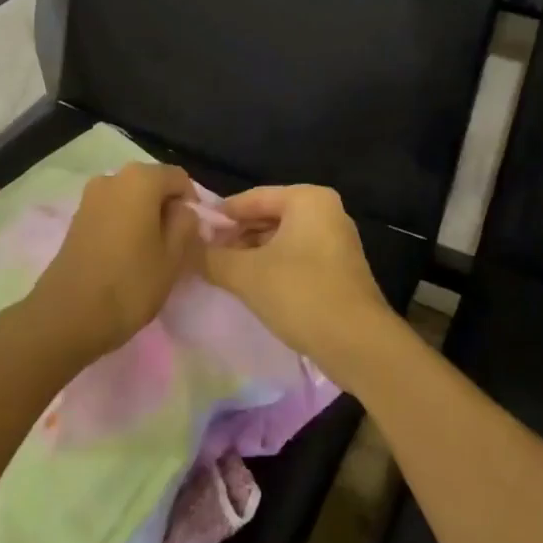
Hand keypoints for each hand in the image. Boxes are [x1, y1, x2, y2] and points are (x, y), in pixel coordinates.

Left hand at [30, 163, 200, 358]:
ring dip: (145, 218)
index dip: (192, 204)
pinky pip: (112, 212)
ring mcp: (90, 197)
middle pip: (153, 185)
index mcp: (141, 180)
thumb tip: (182, 211)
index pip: (179, 178)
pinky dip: (124, 226)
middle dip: (167, 209)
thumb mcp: (173, 257)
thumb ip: (185, 224)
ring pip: (131, 199)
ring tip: (150, 254)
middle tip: (174, 246)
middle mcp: (113, 178)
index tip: (193, 235)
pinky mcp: (76, 218)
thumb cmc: (129, 284)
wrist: (66, 317)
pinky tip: (126, 256)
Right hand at [202, 185, 395, 384]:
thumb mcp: (246, 274)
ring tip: (222, 273)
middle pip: (268, 217)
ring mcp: (336, 241)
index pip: (252, 198)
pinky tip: (252, 287)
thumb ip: (210, 257)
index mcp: (308, 199)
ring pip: (282, 239)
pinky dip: (273, 267)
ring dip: (252, 254)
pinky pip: (297, 257)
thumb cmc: (301, 294)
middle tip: (204, 256)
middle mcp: (326, 212)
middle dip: (236, 236)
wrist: (358, 343)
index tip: (191, 233)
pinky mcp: (339, 269)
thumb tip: (183, 247)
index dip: (220, 216)